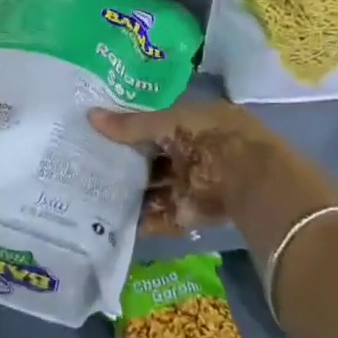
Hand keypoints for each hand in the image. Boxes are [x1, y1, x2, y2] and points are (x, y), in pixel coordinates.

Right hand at [89, 99, 289, 233]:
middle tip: (86, 164)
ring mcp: (192, 183)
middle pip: (152, 158)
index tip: (96, 132)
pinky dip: (141, 220)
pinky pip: (161, 215)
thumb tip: (90, 116)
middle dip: (125, 163)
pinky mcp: (191, 213)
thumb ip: (130, 125)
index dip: (127, 127)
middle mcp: (192, 151)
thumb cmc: (210, 137)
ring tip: (91, 194)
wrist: (251, 179)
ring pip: (154, 187)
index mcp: (191, 122)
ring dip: (130, 192)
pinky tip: (112, 221)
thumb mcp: (168, 122)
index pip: (153, 123)